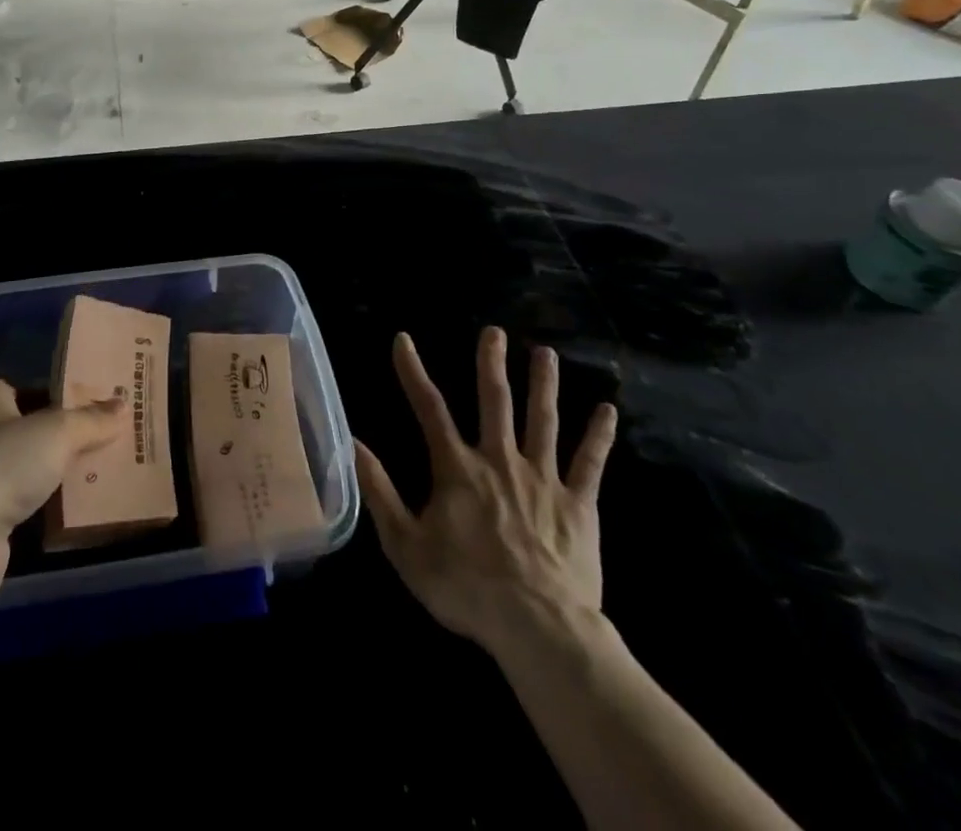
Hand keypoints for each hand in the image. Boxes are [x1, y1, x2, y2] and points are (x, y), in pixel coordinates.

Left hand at [0, 378, 124, 604]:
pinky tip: (74, 505)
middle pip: (32, 426)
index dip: (68, 398)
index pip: (35, 387)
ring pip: (27, 464)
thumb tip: (124, 406)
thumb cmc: (0, 465)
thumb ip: (91, 420)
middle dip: (66, 435)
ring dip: (56, 470)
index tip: (102, 410)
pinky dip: (43, 500)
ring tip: (100, 471)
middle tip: (109, 439)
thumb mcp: (57, 433)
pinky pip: (20, 496)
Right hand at [354, 329, 616, 653]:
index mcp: (458, 468)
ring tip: (546, 353)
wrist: (538, 629)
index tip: (403, 339)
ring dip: (544, 384)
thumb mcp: (405, 544)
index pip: (429, 408)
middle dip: (491, 363)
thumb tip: (352, 443)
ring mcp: (543, 479)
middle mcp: (500, 460)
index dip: (413, 372)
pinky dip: (599, 436)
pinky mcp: (578, 504)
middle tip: (494, 331)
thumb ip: (379, 490)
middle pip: (495, 401)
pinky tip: (609, 410)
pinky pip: (589, 463)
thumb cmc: (466, 587)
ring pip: (543, 420)